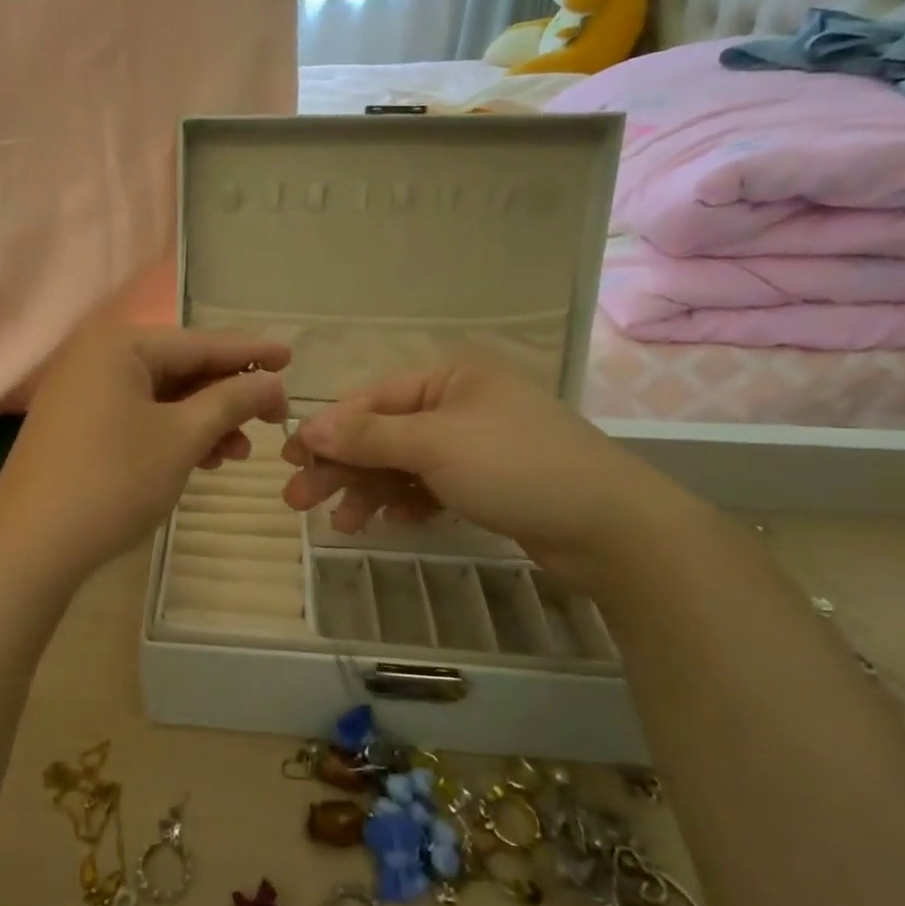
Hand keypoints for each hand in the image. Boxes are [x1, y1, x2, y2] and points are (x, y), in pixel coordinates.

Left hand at [0, 309, 290, 579]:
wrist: (30, 544)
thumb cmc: (113, 480)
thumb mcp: (181, 437)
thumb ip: (231, 401)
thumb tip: (272, 382)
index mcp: (120, 345)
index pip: (199, 342)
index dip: (250, 354)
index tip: (292, 358)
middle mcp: (97, 357)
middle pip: (180, 368)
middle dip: (227, 396)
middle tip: (273, 420)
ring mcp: (82, 392)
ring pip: (160, 397)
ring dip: (203, 421)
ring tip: (239, 452)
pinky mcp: (76, 425)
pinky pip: (137, 416)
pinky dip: (172, 434)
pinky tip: (201, 459)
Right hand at [279, 347, 701, 581]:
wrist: (613, 529)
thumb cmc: (518, 467)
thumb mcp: (436, 445)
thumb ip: (369, 436)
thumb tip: (309, 427)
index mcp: (450, 376)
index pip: (372, 400)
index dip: (329, 431)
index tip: (292, 460)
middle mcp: (458, 402)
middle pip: (382, 433)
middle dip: (342, 467)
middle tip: (299, 500)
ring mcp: (473, 443)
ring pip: (402, 464)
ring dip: (368, 492)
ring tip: (341, 525)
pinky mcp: (485, 480)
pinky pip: (427, 485)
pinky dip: (404, 503)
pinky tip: (386, 524)